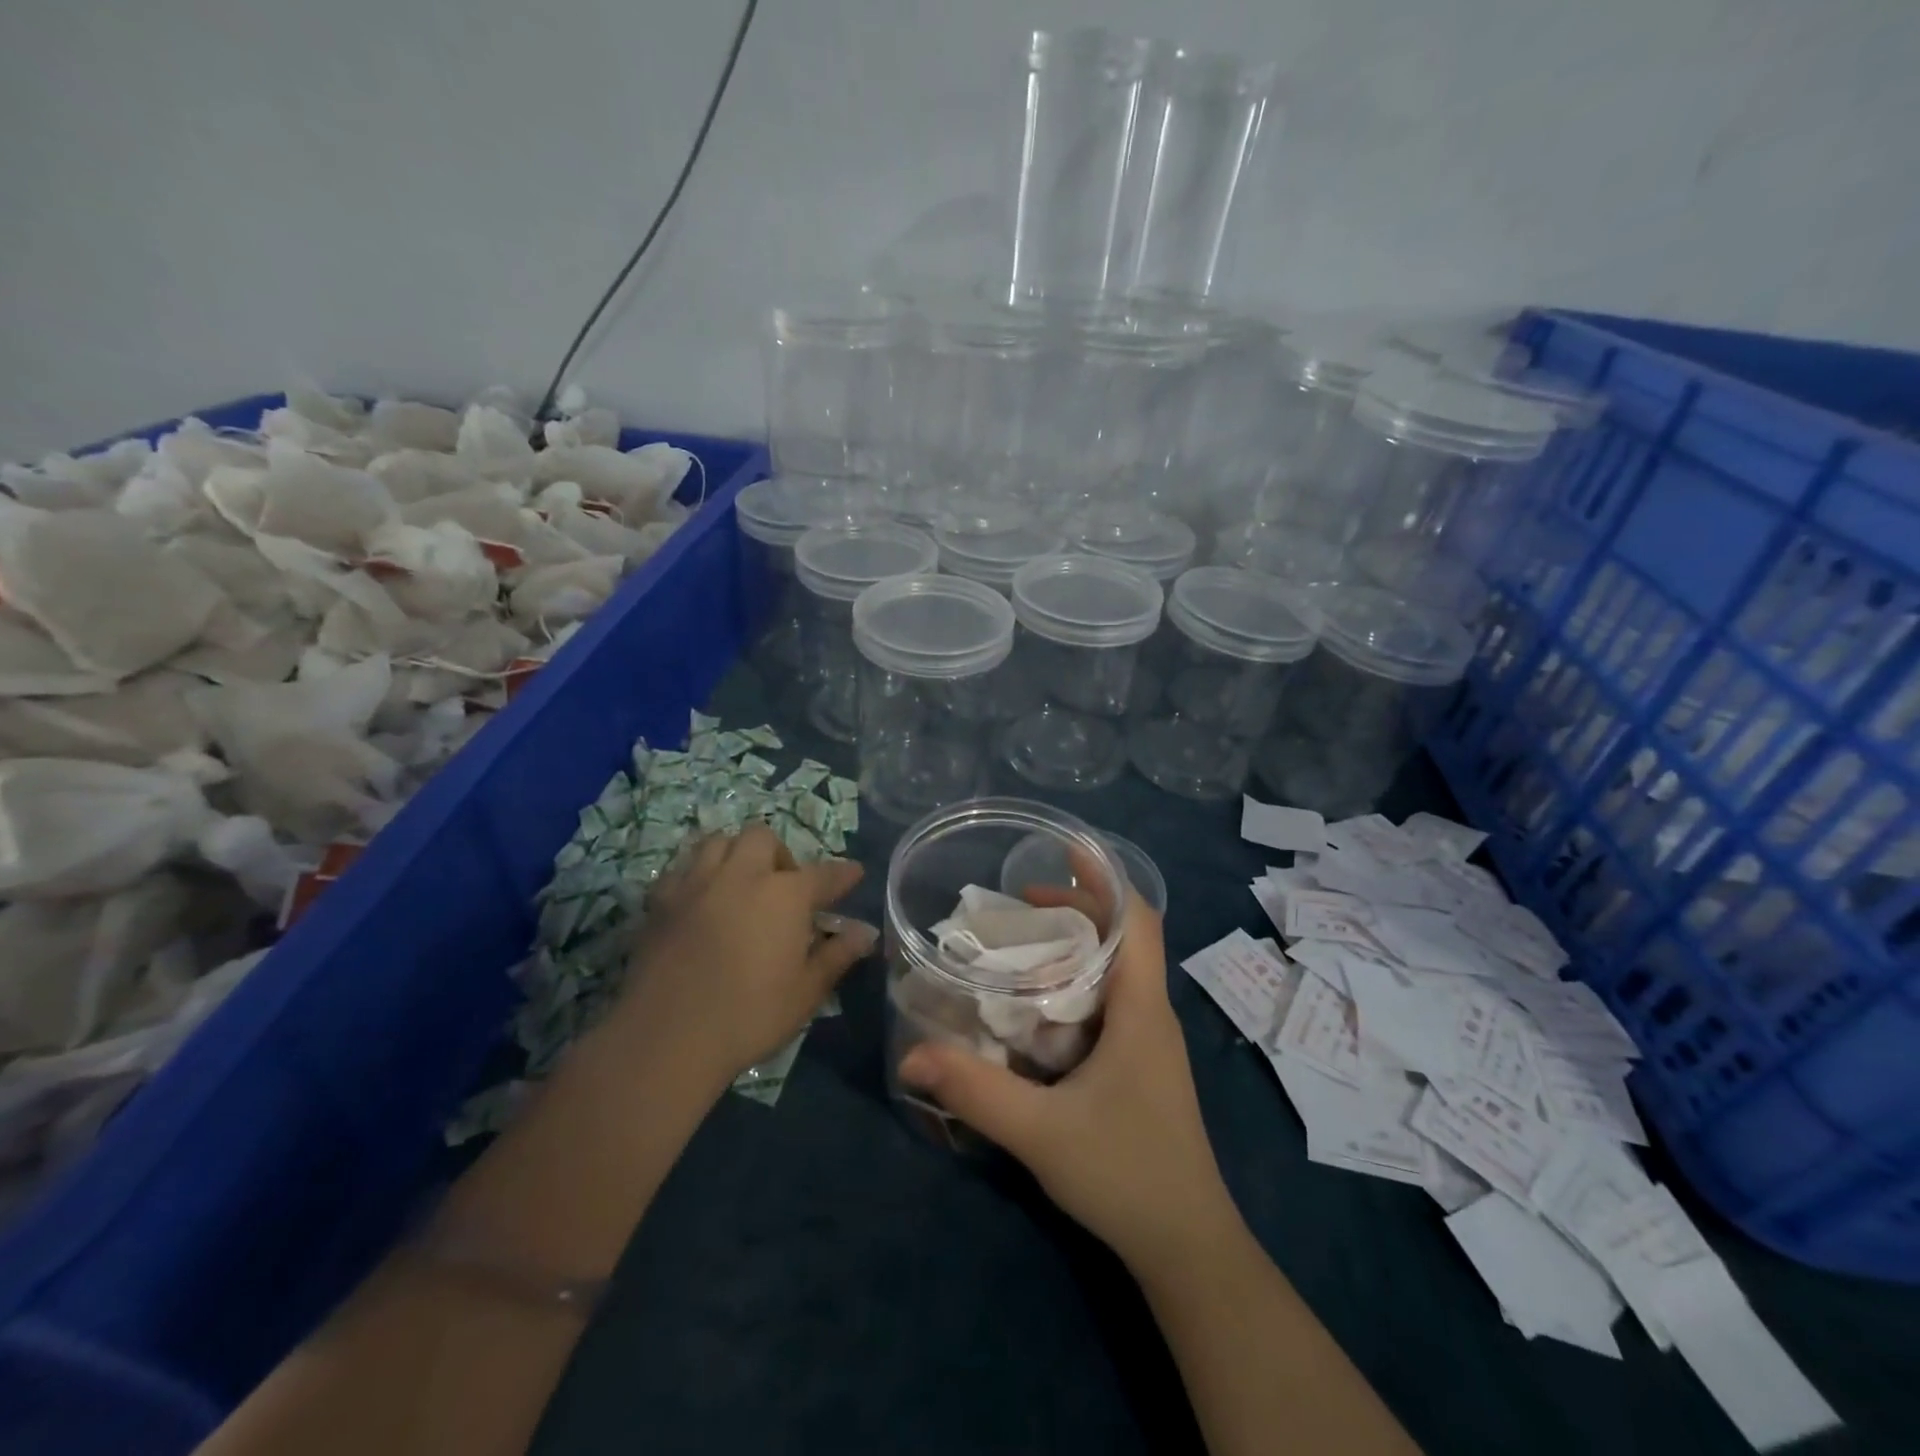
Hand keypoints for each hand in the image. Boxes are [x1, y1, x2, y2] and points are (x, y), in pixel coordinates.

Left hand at [611, 825, 874, 1081]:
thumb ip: (837, 955)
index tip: (854, 874)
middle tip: (782, 887)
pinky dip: (698, 875)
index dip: (843, 875)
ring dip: (736, 854)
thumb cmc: (749, 1016)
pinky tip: (701, 900)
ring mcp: (696, 883)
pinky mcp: (660, 900)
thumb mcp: (806, 992)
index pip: (824, 874)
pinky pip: (683, 868)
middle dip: (778, 854)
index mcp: (785, 895)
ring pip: (718, 841)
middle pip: (763, 838)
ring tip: (740, 883)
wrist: (666, 1037)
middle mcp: (742, 875)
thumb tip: (865, 932)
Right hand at [896, 886, 1237, 1272]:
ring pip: (1118, 969)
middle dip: (1077, 909)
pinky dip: (1078, 983)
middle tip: (1018, 908)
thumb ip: (975, 1091)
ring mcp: (1150, 1040)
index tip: (1061, 857)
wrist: (1188, 1247)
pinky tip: (1038, 1007)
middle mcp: (1152, 1013)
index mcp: (1142, 1009)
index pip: (1138, 920)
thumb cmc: (1125, 1175)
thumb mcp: (1041, 1132)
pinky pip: (1112, 1001)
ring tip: (1021, 946)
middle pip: (1124, 936)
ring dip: (1076, 947)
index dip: (1105, 880)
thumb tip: (911, 1055)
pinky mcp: (1142, 1064)